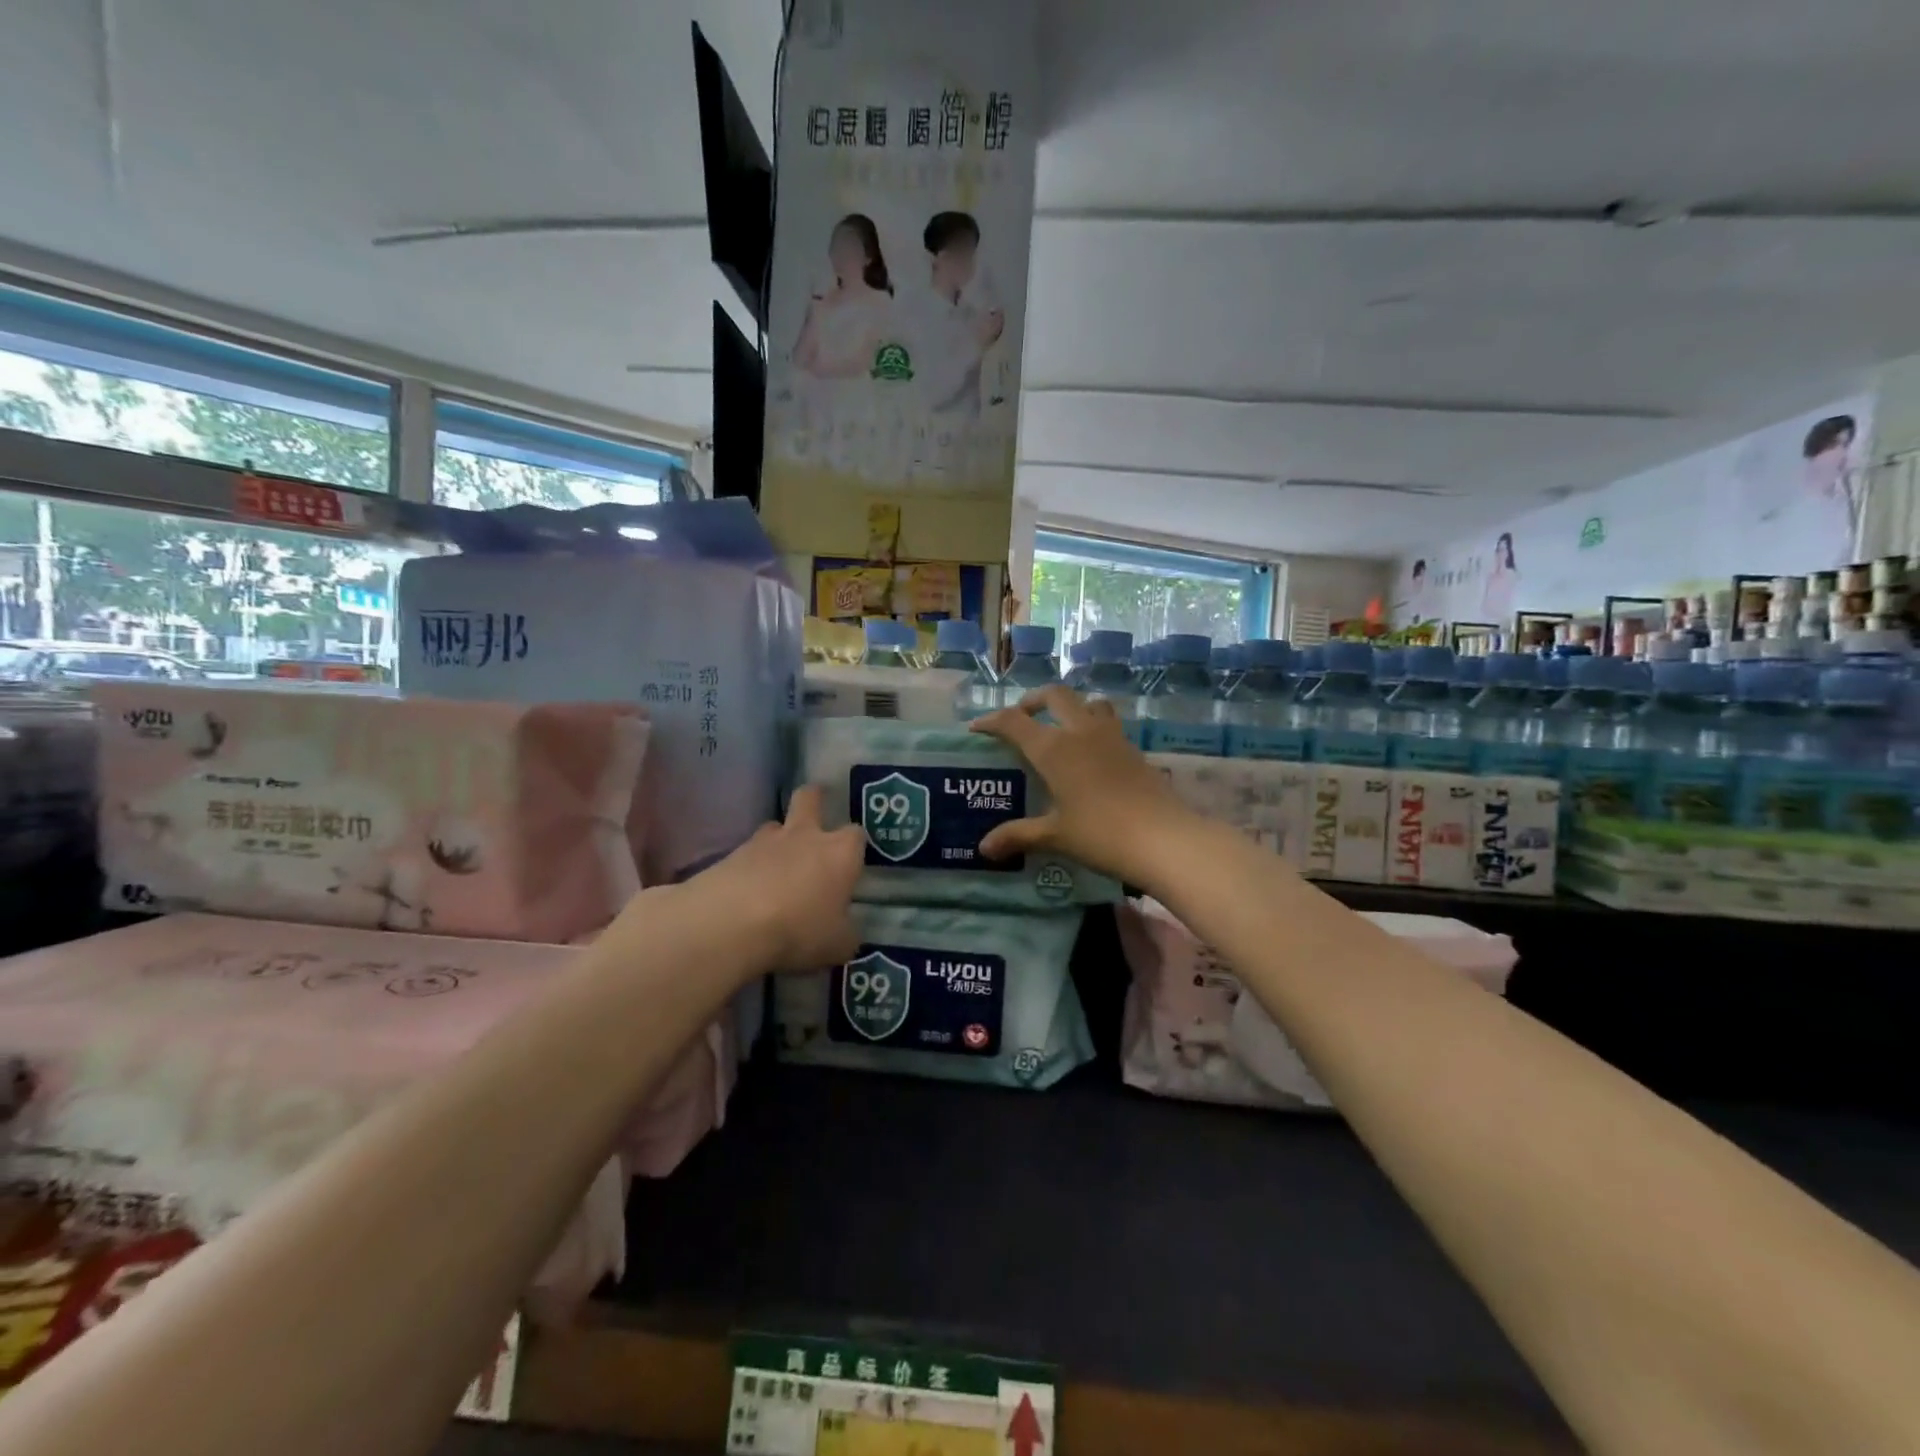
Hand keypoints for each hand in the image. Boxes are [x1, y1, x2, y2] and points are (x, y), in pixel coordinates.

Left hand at [691, 786, 863, 973]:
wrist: (731, 923)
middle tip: (814, 811)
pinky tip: (747, 891)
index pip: (856, 834)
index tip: (851, 861)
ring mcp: (763, 842)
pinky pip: (746, 854)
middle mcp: (804, 836)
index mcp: (839, 853)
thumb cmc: (799, 929)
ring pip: (774, 825)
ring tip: (775, 865)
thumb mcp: (836, 946)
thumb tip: (845, 933)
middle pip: (810, 798)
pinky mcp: (730, 855)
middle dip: (815, 799)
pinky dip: (749, 867)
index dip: (855, 845)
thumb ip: (845, 934)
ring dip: (778, 839)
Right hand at [969, 686, 1194, 886]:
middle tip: (1022, 718)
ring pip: (1087, 702)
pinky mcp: (1133, 749)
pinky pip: (1108, 723)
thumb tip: (984, 848)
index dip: (991, 721)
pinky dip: (1092, 726)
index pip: (1014, 721)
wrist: (1164, 839)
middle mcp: (1080, 732)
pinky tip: (1091, 754)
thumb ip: (1018, 836)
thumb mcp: (1055, 836)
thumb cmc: (1101, 834)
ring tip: (1060, 728)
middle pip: (1054, 696)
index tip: (976, 728)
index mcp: (1053, 748)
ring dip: (1069, 707)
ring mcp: (1111, 737)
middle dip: (1032, 701)